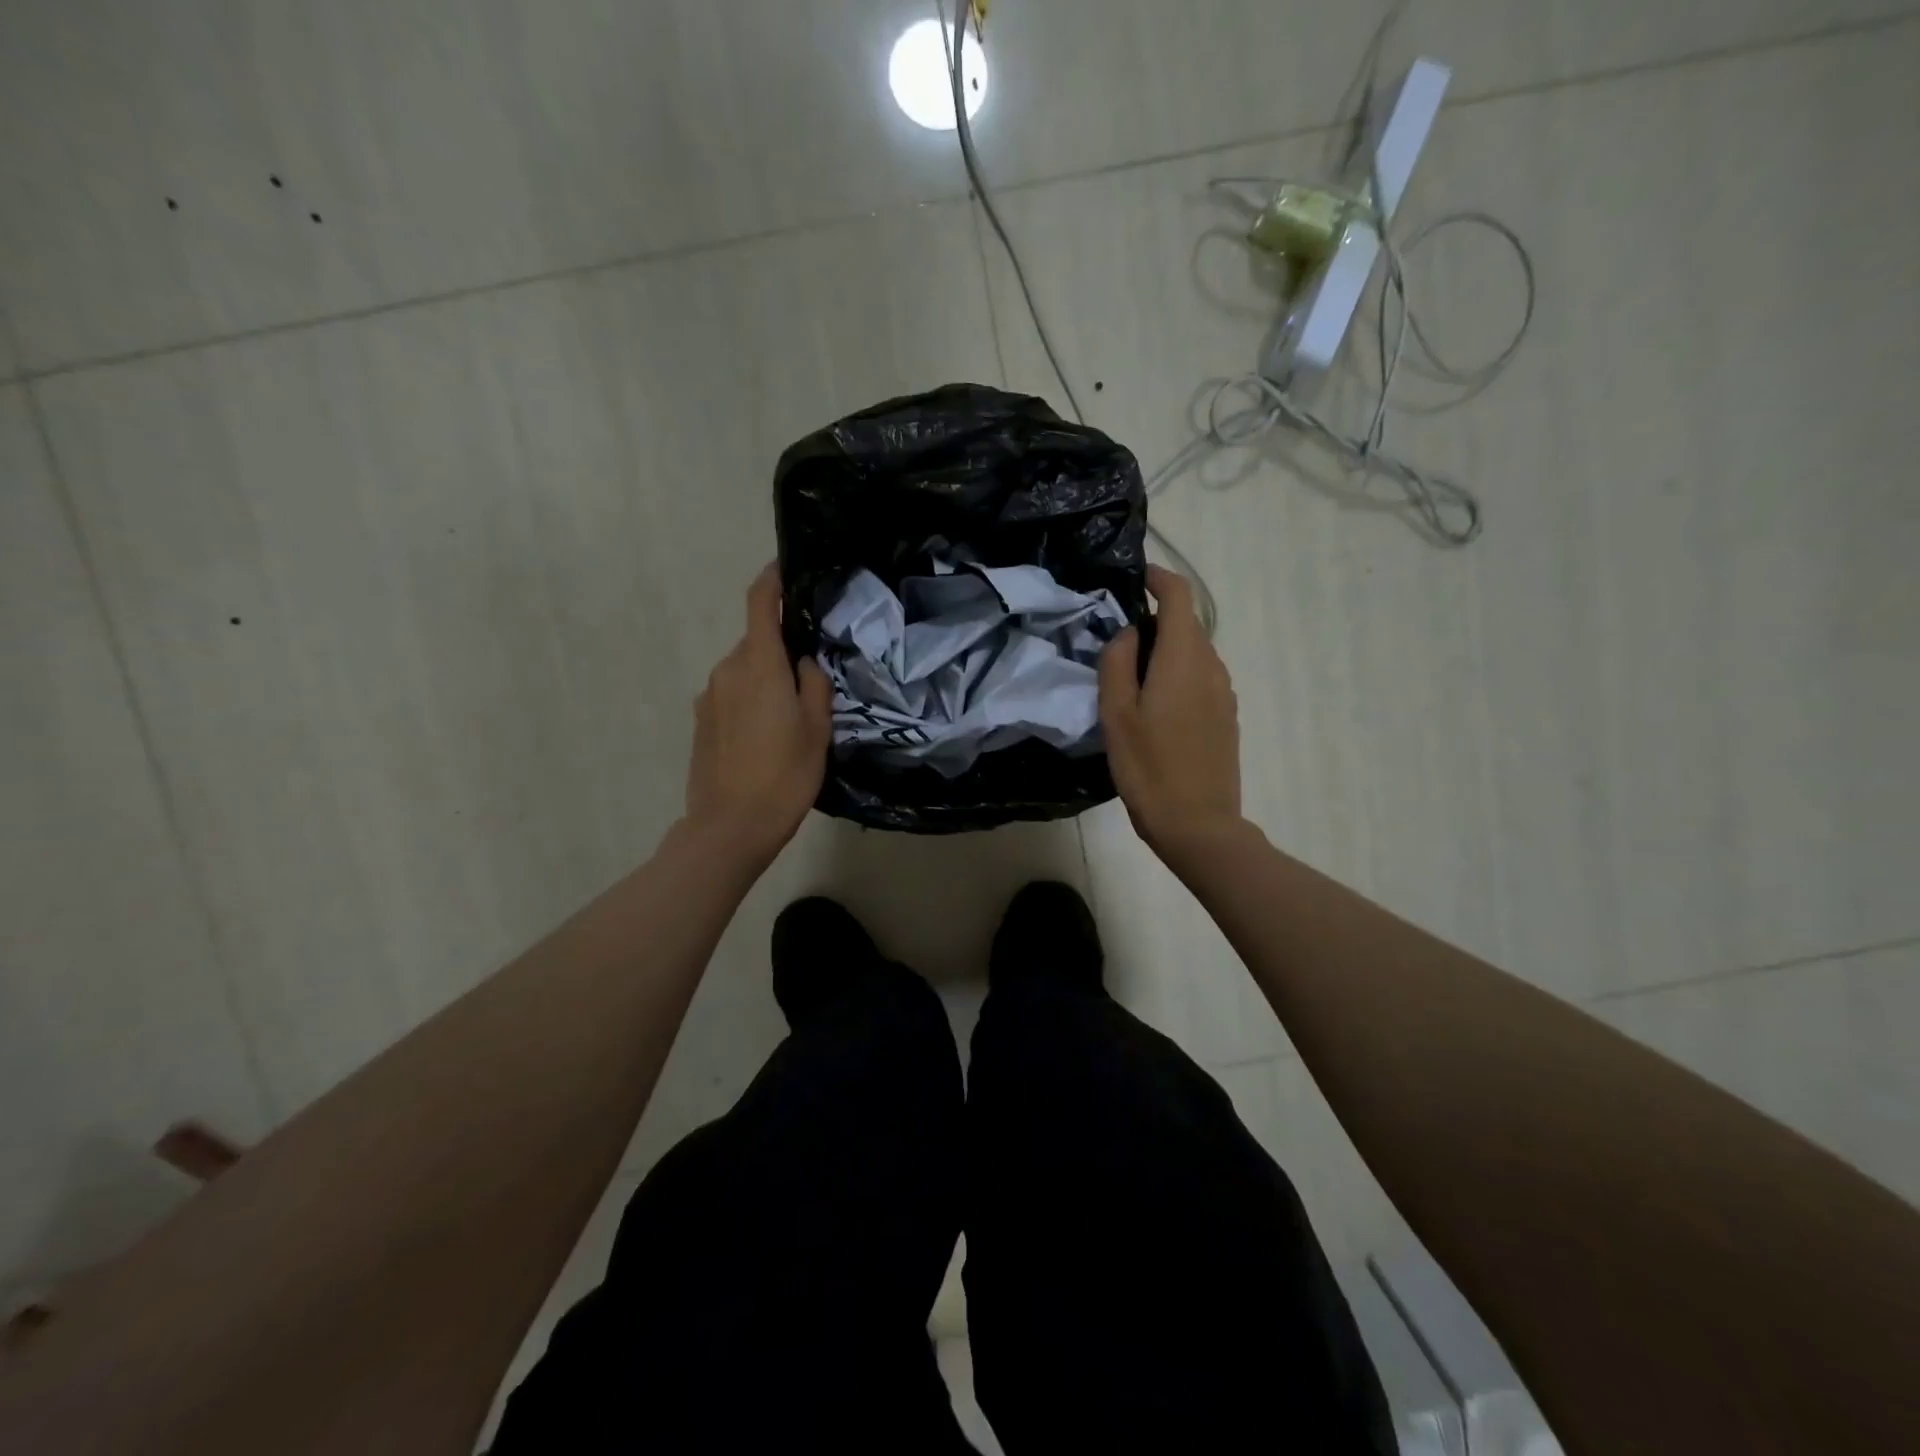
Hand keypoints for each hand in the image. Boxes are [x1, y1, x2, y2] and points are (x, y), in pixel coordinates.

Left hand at [685, 564, 831, 865]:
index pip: (760, 605)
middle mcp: (728, 671)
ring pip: (744, 671)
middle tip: (811, 677)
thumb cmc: (784, 777)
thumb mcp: (818, 731)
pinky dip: (750, 701)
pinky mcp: (700, 721)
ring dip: (766, 679)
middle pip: (756, 642)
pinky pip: (731, 695)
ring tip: (790, 715)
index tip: (784, 568)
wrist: (729, 827)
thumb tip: (804, 662)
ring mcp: (709, 696)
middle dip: (781, 649)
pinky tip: (765, 736)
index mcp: (759, 666)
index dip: (771, 581)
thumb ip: (814, 686)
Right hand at [1099, 566, 1244, 866]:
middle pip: (1187, 625)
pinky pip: (1200, 678)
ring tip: (1130, 678)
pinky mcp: (1226, 716)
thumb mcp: (1116, 714)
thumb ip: (1118, 663)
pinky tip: (1154, 707)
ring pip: (1193, 653)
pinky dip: (1177, 675)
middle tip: (1115, 641)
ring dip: (1165, 651)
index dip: (1158, 578)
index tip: (1134, 576)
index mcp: (1185, 658)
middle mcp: (1212, 667)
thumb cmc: (1149, 766)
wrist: (1197, 823)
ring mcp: (1224, 693)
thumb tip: (1130, 634)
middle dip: (1154, 621)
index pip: (1179, 597)